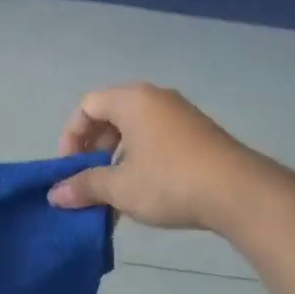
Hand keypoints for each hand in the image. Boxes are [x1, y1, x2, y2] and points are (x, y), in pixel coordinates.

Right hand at [49, 84, 269, 231]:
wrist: (239, 192)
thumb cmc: (170, 181)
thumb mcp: (120, 187)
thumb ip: (84, 186)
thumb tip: (54, 195)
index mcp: (132, 100)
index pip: (87, 106)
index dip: (71, 136)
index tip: (70, 169)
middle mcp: (156, 98)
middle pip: (110, 116)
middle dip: (94, 150)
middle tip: (90, 181)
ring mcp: (181, 115)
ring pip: (135, 131)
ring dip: (118, 160)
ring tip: (116, 194)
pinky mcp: (199, 134)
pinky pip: (157, 139)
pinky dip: (142, 161)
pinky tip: (146, 194)